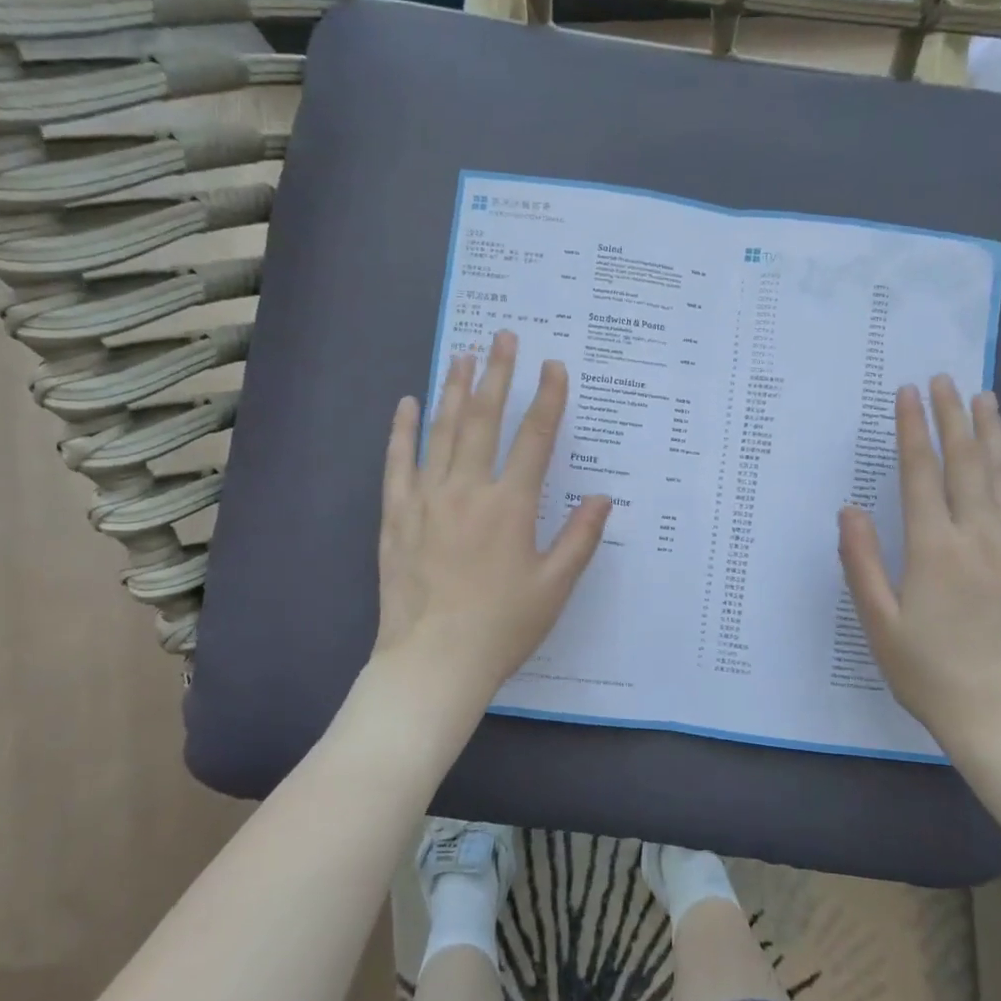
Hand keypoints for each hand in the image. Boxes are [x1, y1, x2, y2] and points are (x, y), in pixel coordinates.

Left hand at [373, 330, 611, 720]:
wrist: (432, 663)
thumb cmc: (501, 628)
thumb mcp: (554, 587)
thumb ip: (580, 538)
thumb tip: (603, 497)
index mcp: (511, 507)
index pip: (535, 439)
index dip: (548, 399)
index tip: (554, 366)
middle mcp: (468, 491)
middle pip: (484, 420)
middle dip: (497, 375)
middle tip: (503, 337)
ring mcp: (427, 500)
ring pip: (442, 431)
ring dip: (454, 390)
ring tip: (463, 354)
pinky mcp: (397, 515)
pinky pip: (399, 462)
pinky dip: (403, 430)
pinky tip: (408, 404)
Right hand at [838, 379, 1000, 756]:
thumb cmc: (928, 671)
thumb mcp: (879, 623)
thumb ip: (861, 562)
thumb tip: (849, 510)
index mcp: (933, 549)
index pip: (921, 473)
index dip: (912, 430)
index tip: (906, 394)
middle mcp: (978, 538)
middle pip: (964, 463)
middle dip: (952, 417)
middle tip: (943, 379)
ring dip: (991, 434)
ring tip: (983, 397)